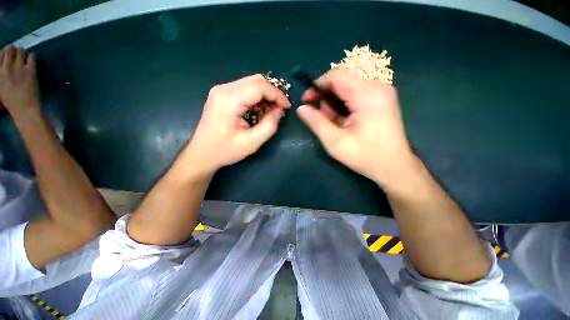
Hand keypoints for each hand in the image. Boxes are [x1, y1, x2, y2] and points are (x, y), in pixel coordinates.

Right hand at [0, 46, 40, 118]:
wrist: (24, 109)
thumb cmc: (11, 101)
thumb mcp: (0, 86)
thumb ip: (1, 74)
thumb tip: (4, 64)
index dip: (5, 53)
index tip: (9, 56)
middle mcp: (6, 67)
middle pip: (9, 49)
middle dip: (14, 50)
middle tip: (17, 56)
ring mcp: (18, 67)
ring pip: (21, 50)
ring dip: (23, 53)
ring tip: (24, 59)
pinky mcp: (30, 70)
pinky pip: (31, 56)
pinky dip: (31, 57)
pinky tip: (31, 62)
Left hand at [184, 74, 290, 174]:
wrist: (201, 154)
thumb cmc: (225, 150)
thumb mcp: (252, 142)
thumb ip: (269, 125)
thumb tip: (280, 110)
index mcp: (229, 99)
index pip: (260, 87)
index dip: (277, 95)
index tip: (287, 107)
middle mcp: (224, 89)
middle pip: (256, 80)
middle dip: (272, 93)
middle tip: (281, 108)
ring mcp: (221, 90)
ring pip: (251, 83)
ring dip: (265, 95)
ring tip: (272, 111)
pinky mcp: (222, 95)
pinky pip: (244, 90)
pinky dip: (256, 98)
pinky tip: (260, 110)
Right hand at [297, 68, 415, 186]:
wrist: (395, 167)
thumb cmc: (366, 156)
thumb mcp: (336, 142)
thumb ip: (317, 123)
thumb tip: (301, 108)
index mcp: (367, 94)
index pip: (336, 75)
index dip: (317, 86)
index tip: (307, 102)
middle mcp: (377, 87)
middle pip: (342, 82)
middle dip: (327, 100)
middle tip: (326, 122)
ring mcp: (382, 92)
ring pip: (347, 89)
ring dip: (336, 106)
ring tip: (338, 126)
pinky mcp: (381, 100)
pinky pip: (356, 95)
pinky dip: (345, 107)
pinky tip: (347, 123)